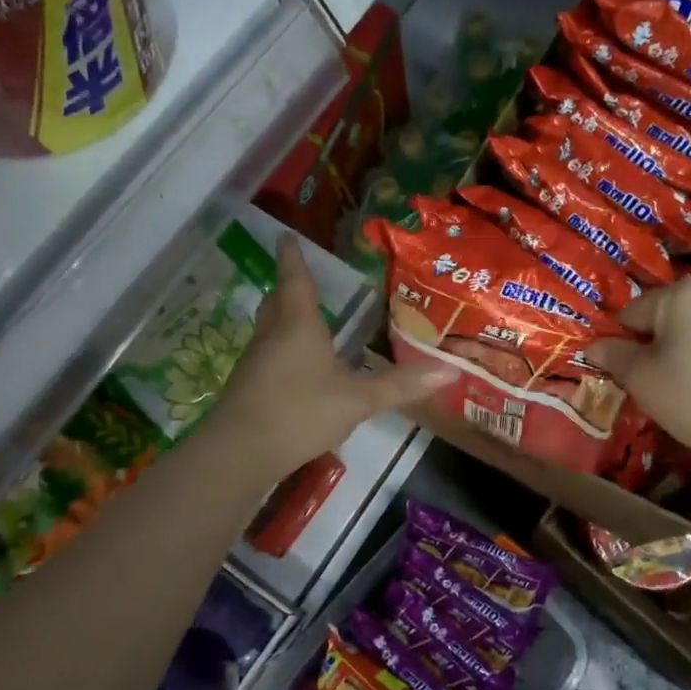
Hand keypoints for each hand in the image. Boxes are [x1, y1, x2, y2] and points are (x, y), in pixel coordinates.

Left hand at [212, 238, 455, 477]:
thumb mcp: (358, 400)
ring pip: (269, 328)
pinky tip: (296, 368)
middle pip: (277, 301)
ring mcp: (255, 361)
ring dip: (284, 318)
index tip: (286, 237)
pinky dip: (281, 349)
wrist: (239, 452)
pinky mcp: (247, 386)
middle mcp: (272, 335)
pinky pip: (267, 355)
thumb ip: (401, 385)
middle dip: (288, 287)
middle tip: (301, 278)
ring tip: (305, 321)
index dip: (293, 257)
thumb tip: (451, 369)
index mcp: (298, 325)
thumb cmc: (300, 412)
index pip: (295, 279)